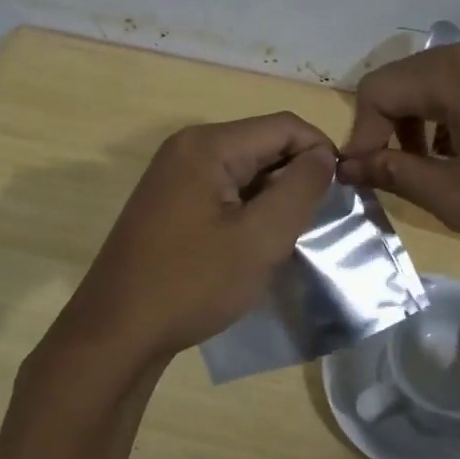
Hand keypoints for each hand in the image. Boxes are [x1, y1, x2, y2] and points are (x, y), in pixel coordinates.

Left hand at [44, 114, 336, 376]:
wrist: (117, 332)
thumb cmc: (192, 284)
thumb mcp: (261, 239)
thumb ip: (301, 189)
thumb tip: (324, 155)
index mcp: (208, 145)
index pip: (284, 126)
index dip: (321, 152)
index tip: (342, 194)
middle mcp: (187, 147)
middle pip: (262, 143)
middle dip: (296, 175)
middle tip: (315, 221)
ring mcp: (173, 174)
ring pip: (244, 168)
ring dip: (273, 195)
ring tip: (288, 236)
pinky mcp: (168, 201)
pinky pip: (222, 188)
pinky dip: (248, 207)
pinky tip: (254, 242)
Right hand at [337, 31, 459, 262]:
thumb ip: (398, 175)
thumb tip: (352, 165)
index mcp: (457, 72)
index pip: (379, 89)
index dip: (362, 133)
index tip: (367, 175)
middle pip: (415, 78)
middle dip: (398, 125)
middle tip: (409, 172)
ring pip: (452, 76)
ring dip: (434, 117)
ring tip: (452, 163)